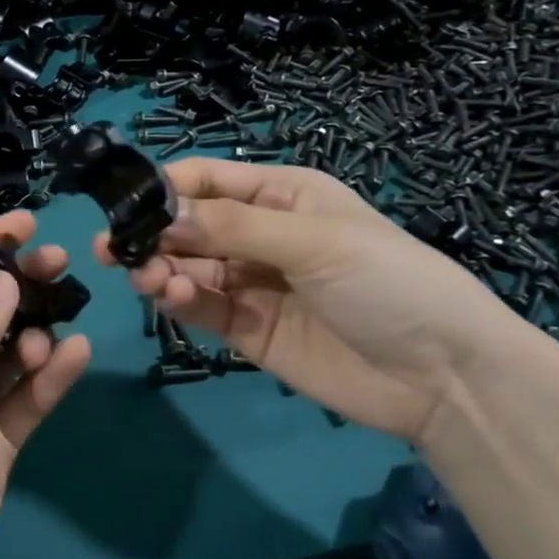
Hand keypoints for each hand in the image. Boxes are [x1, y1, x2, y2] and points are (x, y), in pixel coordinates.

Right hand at [98, 158, 538, 441]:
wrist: (445, 377)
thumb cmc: (388, 282)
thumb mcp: (314, 241)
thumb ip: (233, 227)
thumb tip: (160, 214)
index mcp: (282, 196)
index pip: (208, 180)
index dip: (165, 188)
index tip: (125, 205)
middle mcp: (261, 234)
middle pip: (190, 225)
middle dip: (153, 233)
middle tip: (113, 250)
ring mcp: (253, 283)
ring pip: (189, 266)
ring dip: (161, 268)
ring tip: (147, 279)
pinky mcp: (248, 329)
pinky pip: (202, 306)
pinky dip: (177, 299)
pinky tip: (167, 296)